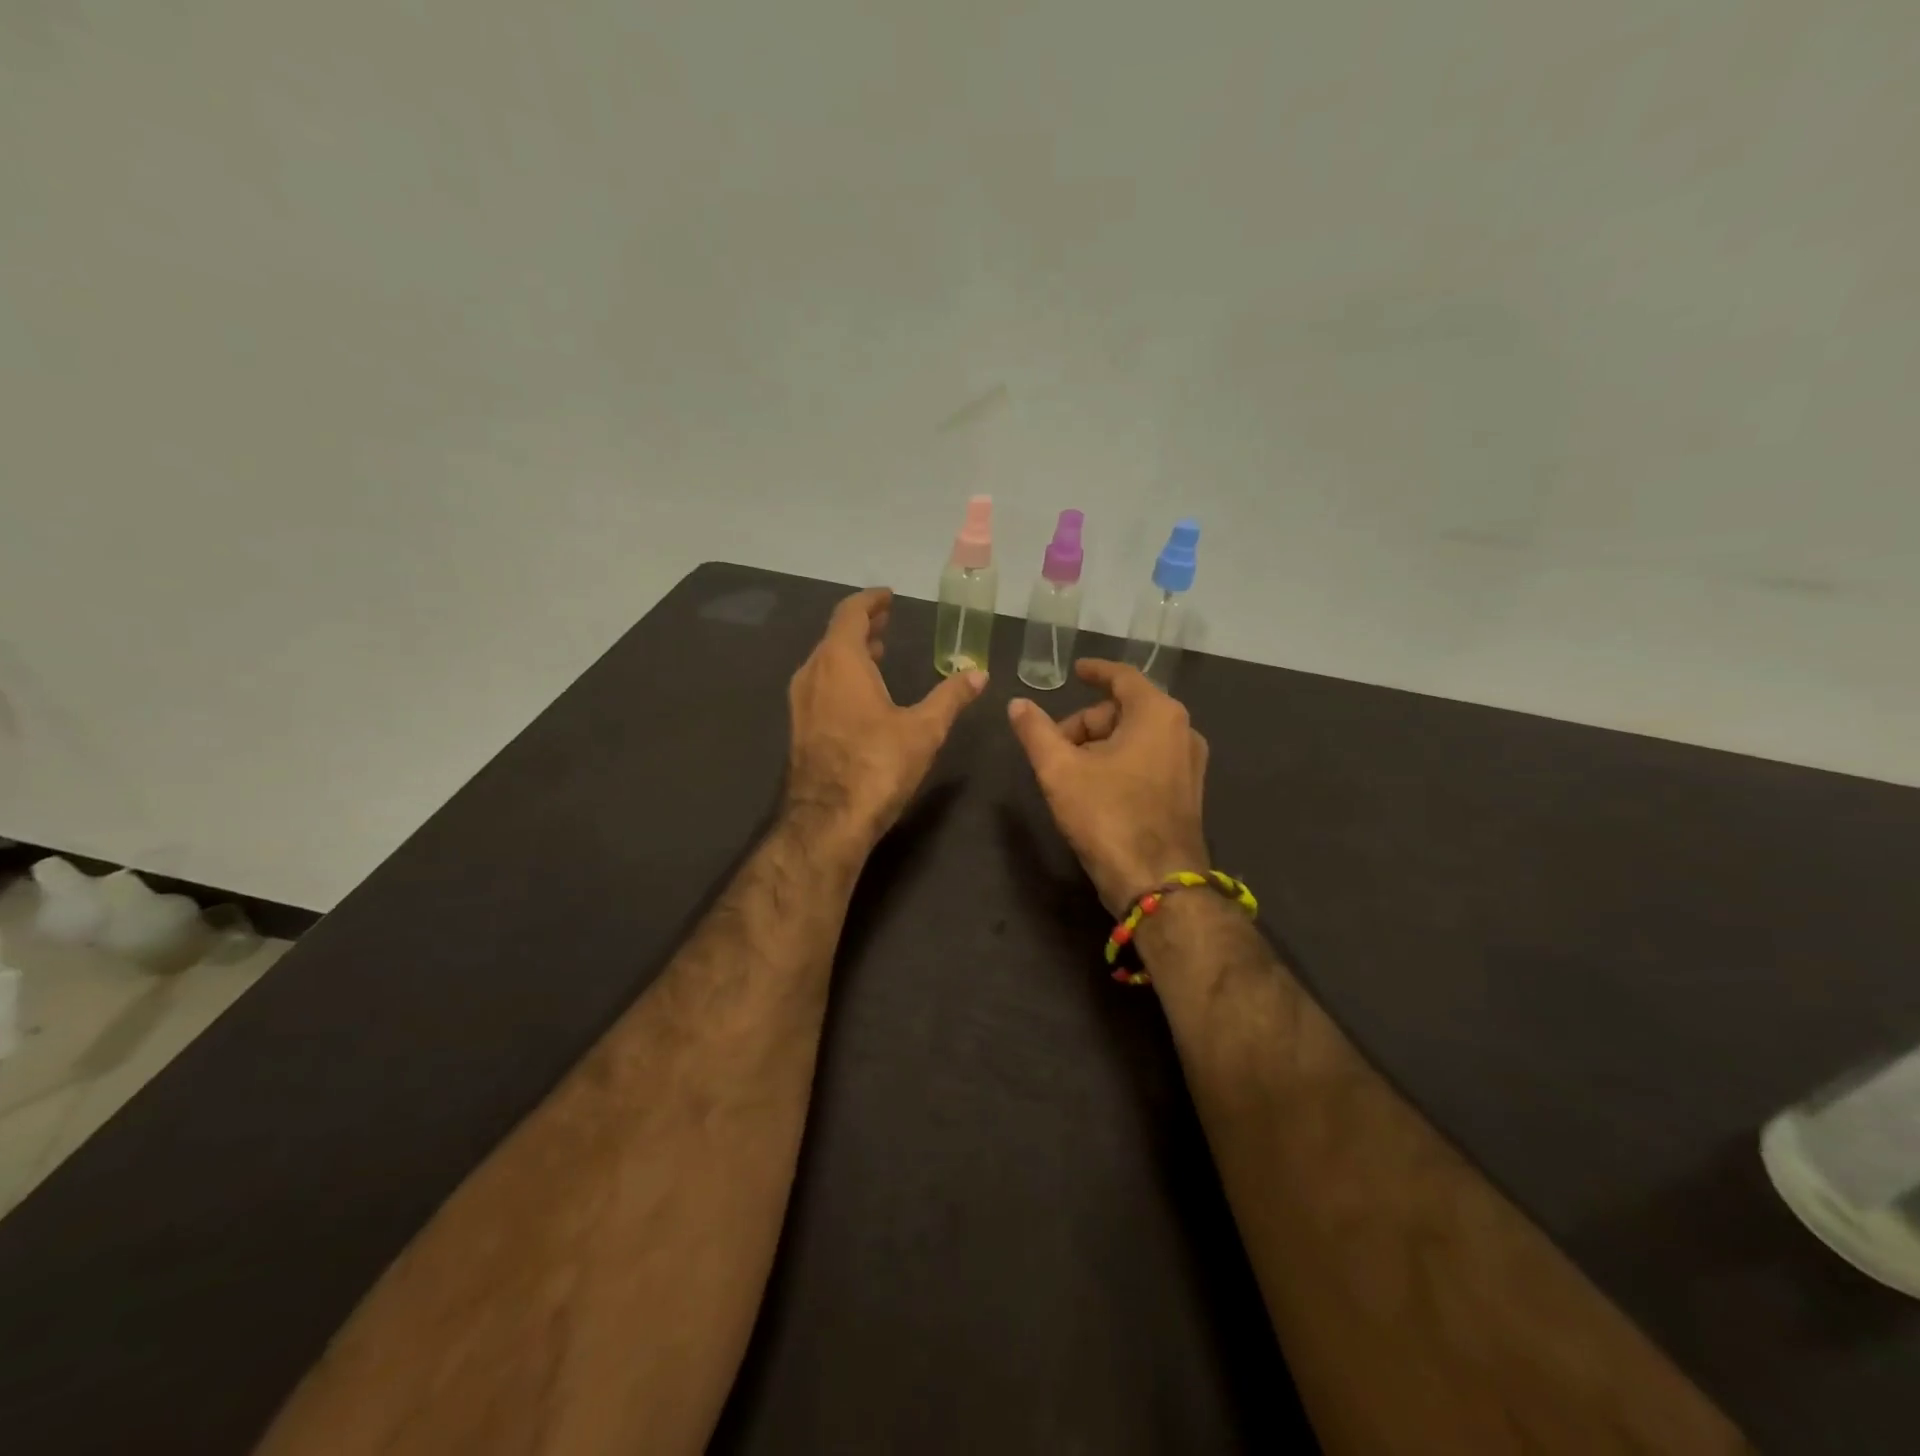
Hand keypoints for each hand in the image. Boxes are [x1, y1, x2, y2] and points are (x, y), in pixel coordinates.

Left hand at [785, 587, 986, 850]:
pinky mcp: (800, 728)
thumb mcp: (924, 729)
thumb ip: (950, 697)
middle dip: (862, 627)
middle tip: (887, 623)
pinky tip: (862, 697)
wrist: (828, 820)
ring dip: (851, 654)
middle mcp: (813, 673)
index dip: (870, 602)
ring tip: (878, 655)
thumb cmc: (877, 765)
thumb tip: (978, 674)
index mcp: (840, 662)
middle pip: (835, 637)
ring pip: (825, 663)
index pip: (850, 614)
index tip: (888, 597)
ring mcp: (801, 702)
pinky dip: (841, 678)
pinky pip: (820, 687)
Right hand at [1007, 660, 1209, 914]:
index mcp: (1157, 714)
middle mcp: (1182, 730)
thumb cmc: (1108, 817)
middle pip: (1125, 710)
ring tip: (1070, 773)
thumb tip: (1017, 704)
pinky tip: (1096, 789)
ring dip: (1101, 745)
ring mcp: (1189, 764)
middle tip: (1054, 747)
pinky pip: (1149, 760)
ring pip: (1136, 737)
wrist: (1157, 884)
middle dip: (1086, 723)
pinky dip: (1120, 762)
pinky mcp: (1188, 792)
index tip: (1075, 671)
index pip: (1122, 677)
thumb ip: (1036, 732)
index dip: (1095, 671)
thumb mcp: (1060, 771)